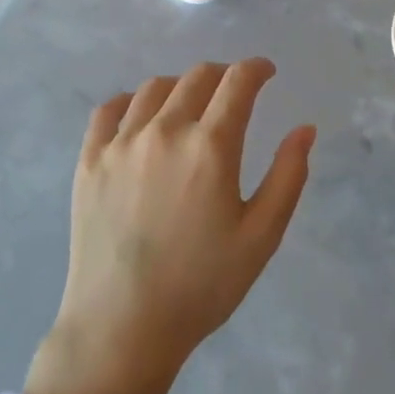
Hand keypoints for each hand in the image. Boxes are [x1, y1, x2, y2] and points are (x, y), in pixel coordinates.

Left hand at [31, 60, 315, 393]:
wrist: (122, 325)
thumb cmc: (201, 286)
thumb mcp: (260, 237)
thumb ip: (288, 176)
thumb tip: (304, 128)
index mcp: (210, 146)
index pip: (237, 83)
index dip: (256, 69)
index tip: (266, 71)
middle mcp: (164, 130)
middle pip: (196, 78)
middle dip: (222, 74)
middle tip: (233, 89)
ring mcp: (121, 142)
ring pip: (154, 88)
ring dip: (180, 86)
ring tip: (189, 102)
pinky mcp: (90, 159)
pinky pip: (109, 110)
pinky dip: (130, 101)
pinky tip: (139, 115)